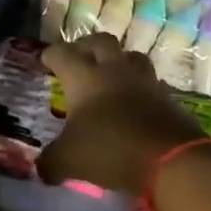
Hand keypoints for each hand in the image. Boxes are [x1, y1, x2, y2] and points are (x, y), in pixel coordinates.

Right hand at [37, 36, 207, 194]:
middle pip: (99, 42)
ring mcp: (143, 80)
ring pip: (129, 56)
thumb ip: (51, 162)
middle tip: (78, 58)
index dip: (51, 55)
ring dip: (118, 60)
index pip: (62, 54)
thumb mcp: (70, 160)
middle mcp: (113, 70)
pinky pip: (150, 82)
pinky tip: (135, 101)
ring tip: (110, 74)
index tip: (45, 59)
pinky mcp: (166, 96)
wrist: (170, 158)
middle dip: (86, 46)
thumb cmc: (111, 149)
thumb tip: (40, 169)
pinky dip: (140, 87)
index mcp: (84, 77)